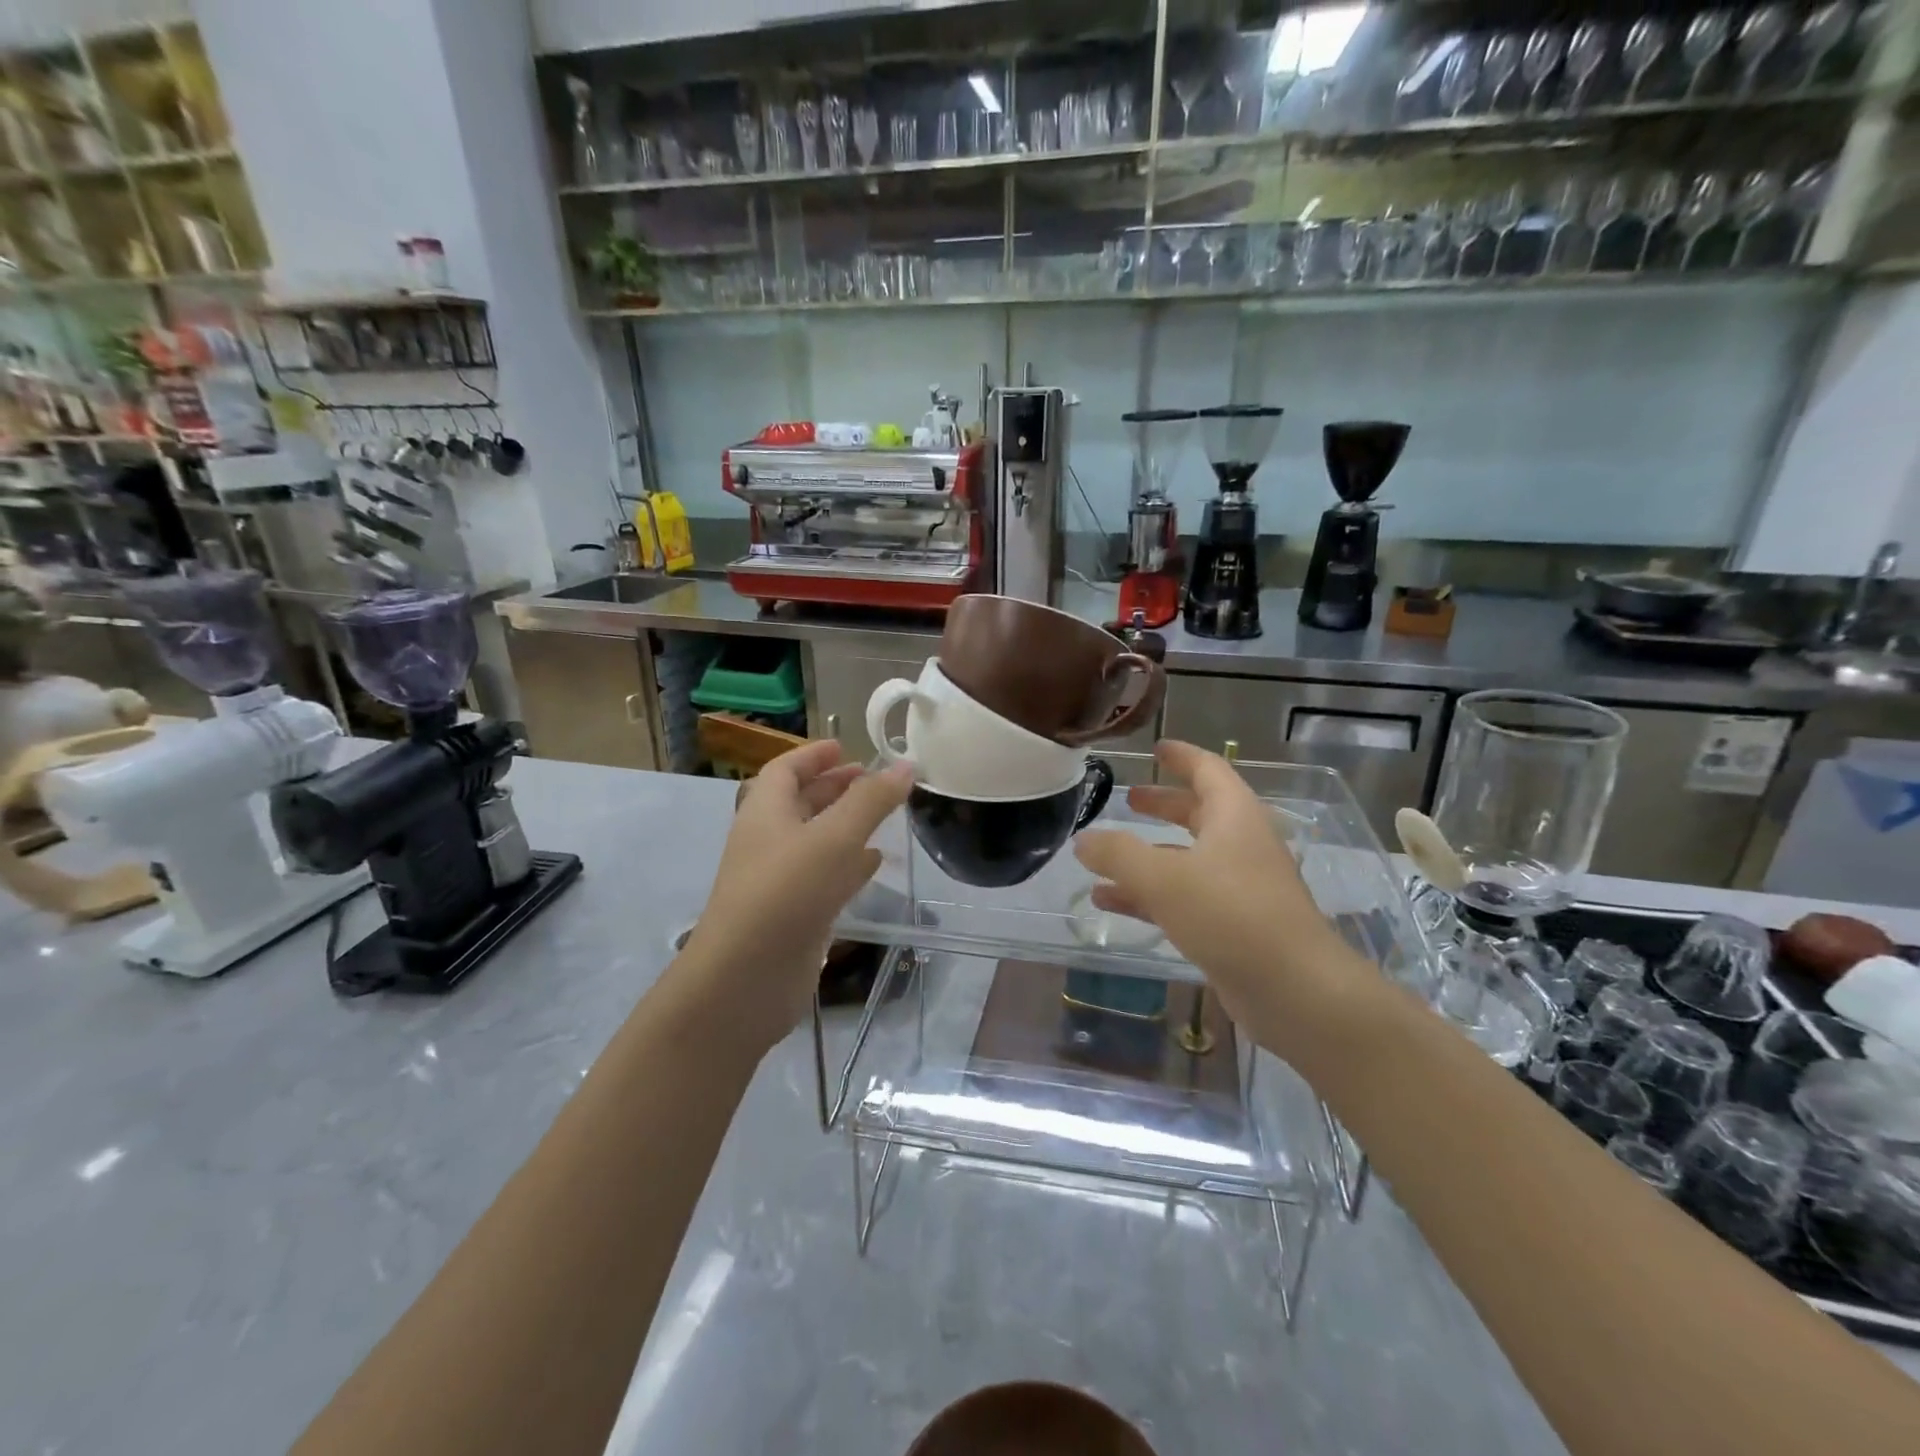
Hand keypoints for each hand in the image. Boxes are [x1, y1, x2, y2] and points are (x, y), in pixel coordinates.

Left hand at [681, 740, 912, 1051]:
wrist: (746, 979)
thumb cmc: (786, 893)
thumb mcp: (834, 837)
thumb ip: (871, 801)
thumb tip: (905, 765)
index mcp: (765, 812)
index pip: (785, 770)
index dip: (813, 755)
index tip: (845, 746)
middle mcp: (768, 841)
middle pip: (801, 802)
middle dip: (835, 787)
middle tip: (873, 779)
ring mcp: (780, 880)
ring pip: (815, 840)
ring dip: (846, 824)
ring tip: (883, 814)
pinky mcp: (795, 914)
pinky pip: (825, 876)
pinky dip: (850, 863)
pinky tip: (876, 862)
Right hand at [1073, 740, 1380, 1062]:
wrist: (1295, 991)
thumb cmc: (1231, 915)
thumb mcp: (1163, 878)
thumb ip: (1118, 854)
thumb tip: (1083, 839)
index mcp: (1234, 817)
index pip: (1208, 770)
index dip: (1181, 756)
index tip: (1155, 749)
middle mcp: (1240, 845)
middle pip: (1197, 813)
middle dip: (1162, 805)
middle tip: (1129, 799)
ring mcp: (1239, 887)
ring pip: (1186, 859)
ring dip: (1147, 855)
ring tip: (1103, 856)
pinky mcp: (1233, 926)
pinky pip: (1183, 898)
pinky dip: (1148, 895)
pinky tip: (1109, 902)